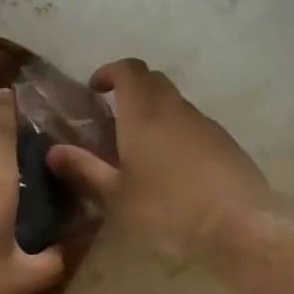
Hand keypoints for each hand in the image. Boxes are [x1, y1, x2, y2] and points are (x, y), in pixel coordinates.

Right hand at [47, 59, 268, 261]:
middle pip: (153, 80)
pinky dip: (177, 132)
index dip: (110, 72)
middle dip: (132, 88)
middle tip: (113, 115)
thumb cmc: (168, 209)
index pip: (128, 70)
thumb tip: (53, 152)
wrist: (239, 224)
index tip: (95, 88)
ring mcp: (205, 124)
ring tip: (140, 147)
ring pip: (175, 103)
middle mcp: (176, 109)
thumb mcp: (117, 196)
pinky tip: (172, 168)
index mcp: (144, 114)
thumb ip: (85, 170)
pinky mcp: (226, 143)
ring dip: (155, 112)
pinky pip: (194, 125)